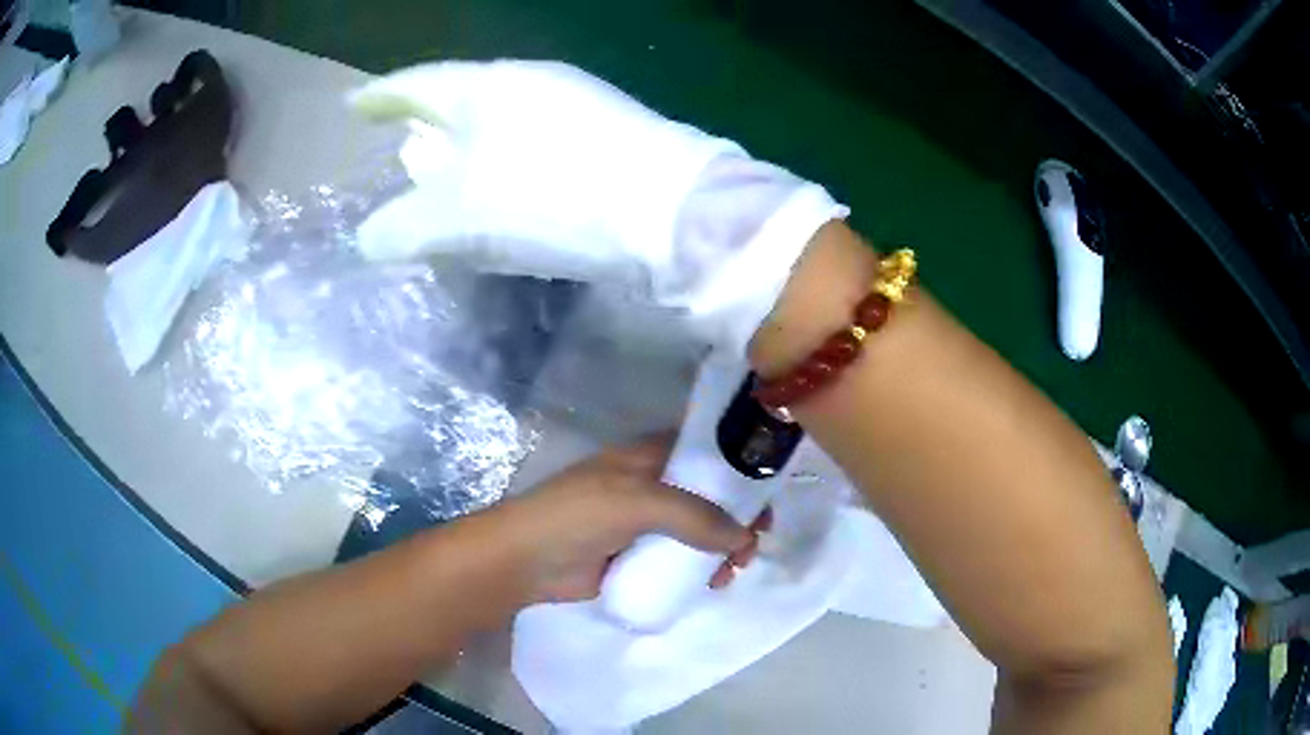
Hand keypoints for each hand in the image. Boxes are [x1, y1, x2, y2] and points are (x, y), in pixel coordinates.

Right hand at [352, 60, 845, 356]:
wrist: (672, 213)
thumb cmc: (551, 198)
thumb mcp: (457, 218)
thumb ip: (402, 226)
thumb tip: (370, 237)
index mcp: (487, 87)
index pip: (418, 83)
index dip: (382, 96)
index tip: (354, 106)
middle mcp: (530, 84)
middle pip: (460, 99)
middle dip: (426, 122)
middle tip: (398, 141)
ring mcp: (574, 106)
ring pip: (499, 123)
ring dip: (466, 149)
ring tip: (443, 175)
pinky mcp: (605, 137)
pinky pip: (532, 145)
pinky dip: (504, 167)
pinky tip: (502, 192)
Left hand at [488, 437, 767, 603]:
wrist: (525, 561)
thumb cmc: (577, 515)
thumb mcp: (638, 503)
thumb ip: (694, 516)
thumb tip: (744, 538)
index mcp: (647, 456)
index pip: (705, 451)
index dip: (739, 466)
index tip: (768, 493)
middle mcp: (650, 485)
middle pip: (708, 495)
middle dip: (737, 516)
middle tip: (755, 543)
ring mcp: (643, 524)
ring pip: (698, 530)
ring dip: (723, 547)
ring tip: (734, 570)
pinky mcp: (636, 557)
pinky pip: (679, 559)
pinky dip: (701, 568)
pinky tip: (713, 584)